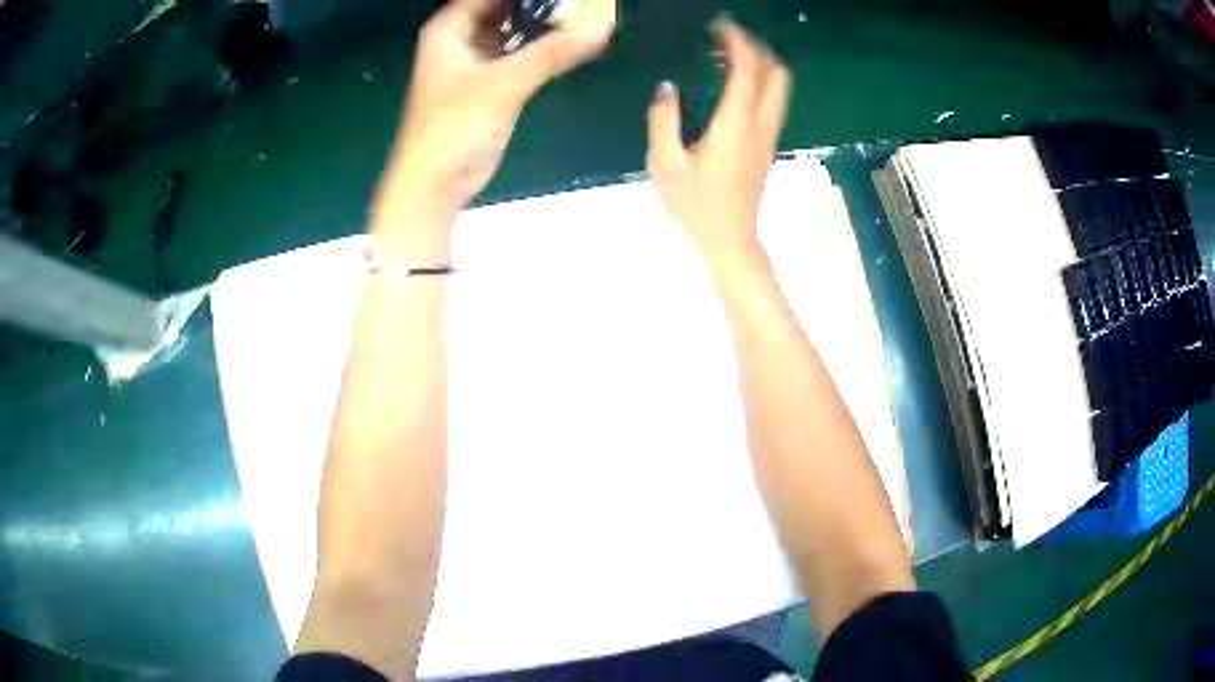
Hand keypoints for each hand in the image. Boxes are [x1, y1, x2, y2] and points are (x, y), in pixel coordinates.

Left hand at [382, 0, 613, 227]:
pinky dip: (539, 50)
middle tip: (578, 4)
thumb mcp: (505, 83)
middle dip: (537, 6)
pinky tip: (568, 43)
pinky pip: (517, 56)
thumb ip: (553, 52)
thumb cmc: (454, 127)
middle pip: (502, 10)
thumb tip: (603, 28)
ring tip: (581, 16)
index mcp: (448, 31)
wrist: (435, 183)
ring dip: (541, 26)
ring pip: (511, 32)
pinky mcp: (488, 86)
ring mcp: (473, 63)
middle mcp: (458, 40)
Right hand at [646, 18, 790, 270]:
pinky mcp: (768, 144)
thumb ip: (663, 120)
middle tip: (728, 38)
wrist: (730, 240)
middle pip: (777, 73)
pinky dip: (760, 81)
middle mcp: (760, 124)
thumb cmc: (695, 205)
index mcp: (735, 124)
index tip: (720, 26)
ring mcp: (769, 135)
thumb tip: (667, 88)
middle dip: (757, 48)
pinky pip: (773, 101)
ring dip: (762, 63)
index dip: (737, 41)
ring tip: (730, 54)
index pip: (747, 69)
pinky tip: (735, 81)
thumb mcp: (664, 163)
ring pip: (780, 87)